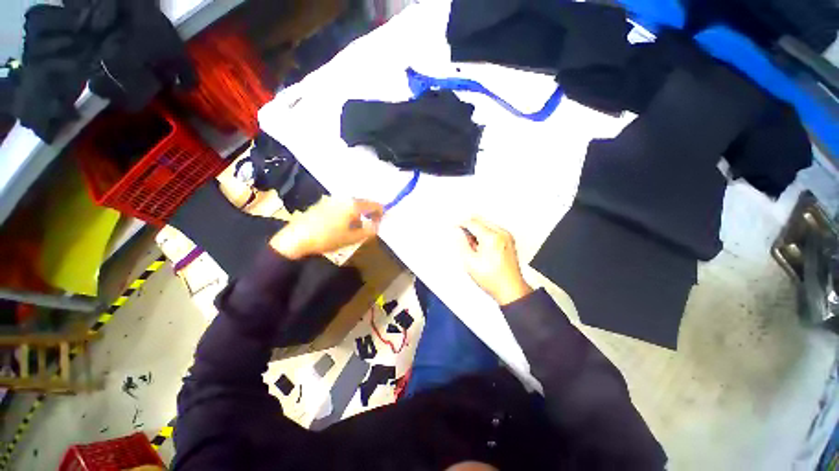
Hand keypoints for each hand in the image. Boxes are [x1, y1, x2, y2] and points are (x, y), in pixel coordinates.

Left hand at [270, 197, 383, 258]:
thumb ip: (369, 231)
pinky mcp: (322, 203)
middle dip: (369, 212)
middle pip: (362, 202)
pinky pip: (341, 205)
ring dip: (358, 213)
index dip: (381, 212)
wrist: (296, 238)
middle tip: (371, 224)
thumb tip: (377, 225)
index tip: (381, 221)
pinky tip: (342, 223)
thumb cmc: (328, 238)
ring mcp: (331, 199)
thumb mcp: (352, 238)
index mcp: (353, 205)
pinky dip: (347, 212)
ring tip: (356, 226)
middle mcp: (343, 198)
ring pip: (351, 204)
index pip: (374, 204)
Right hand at [458, 217, 532, 305]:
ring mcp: (507, 237)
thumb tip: (457, 232)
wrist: (510, 289)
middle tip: (463, 237)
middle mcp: (501, 234)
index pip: (472, 222)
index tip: (454, 227)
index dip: (461, 224)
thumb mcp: (470, 262)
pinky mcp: (509, 241)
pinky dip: (485, 235)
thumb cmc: (493, 279)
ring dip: (477, 231)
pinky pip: (494, 230)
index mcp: (491, 238)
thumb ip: (461, 243)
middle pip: (481, 220)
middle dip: (469, 227)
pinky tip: (482, 248)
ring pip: (487, 224)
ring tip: (474, 248)